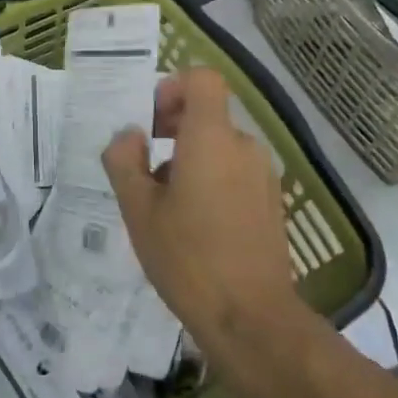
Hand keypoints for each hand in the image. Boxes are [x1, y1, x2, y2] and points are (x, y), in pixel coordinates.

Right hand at [101, 68, 306, 363]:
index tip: (151, 120)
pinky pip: (236, 172)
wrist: (251, 318)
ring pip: (220, 147)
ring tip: (166, 204)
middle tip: (145, 167)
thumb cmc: (187, 257)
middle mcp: (244, 146)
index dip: (174, 87)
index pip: (203, 80)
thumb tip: (129, 135)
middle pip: (208, 115)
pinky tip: (195, 225)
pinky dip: (213, 181)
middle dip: (173, 130)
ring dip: (190, 160)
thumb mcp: (138, 209)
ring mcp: (263, 175)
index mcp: (211, 138)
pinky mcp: (272, 202)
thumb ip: (125, 161)